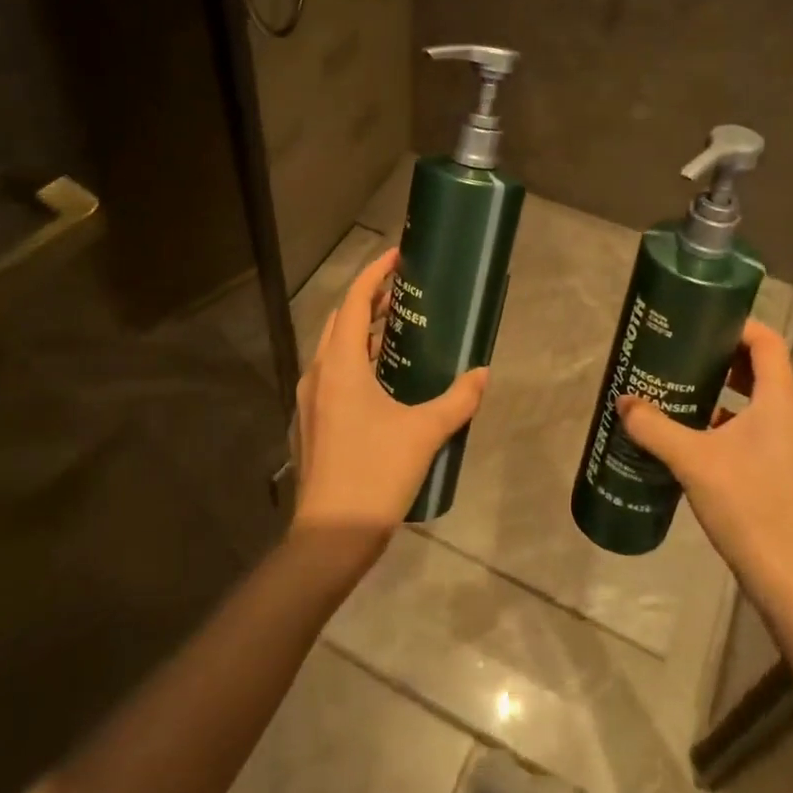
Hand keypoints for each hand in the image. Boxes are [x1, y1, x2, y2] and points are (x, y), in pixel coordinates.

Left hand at [291, 246, 489, 534]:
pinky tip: (382, 380)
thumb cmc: (375, 473)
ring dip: (363, 333)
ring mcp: (310, 400)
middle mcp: (318, 374)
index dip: (375, 274)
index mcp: (340, 365)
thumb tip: (483, 374)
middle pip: (342, 321)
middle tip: (405, 293)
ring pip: (335, 349)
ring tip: (398, 329)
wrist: (329, 536)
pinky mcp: (311, 422)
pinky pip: (332, 375)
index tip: (397, 256)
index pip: (355, 302)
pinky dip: (355, 361)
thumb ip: (458, 400)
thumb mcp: (425, 432)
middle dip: (370, 301)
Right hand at [615, 320, 792, 592]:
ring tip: (680, 384)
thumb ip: (654, 426)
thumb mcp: (691, 460)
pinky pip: (754, 425)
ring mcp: (788, 443)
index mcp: (778, 401)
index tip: (699, 323)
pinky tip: (691, 431)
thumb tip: (623, 402)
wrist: (787, 574)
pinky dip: (726, 417)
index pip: (766, 342)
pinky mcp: (781, 467)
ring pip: (756, 398)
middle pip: (761, 366)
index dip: (736, 325)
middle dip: (722, 354)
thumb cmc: (746, 503)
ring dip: (723, 387)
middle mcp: (790, 416)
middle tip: (681, 351)